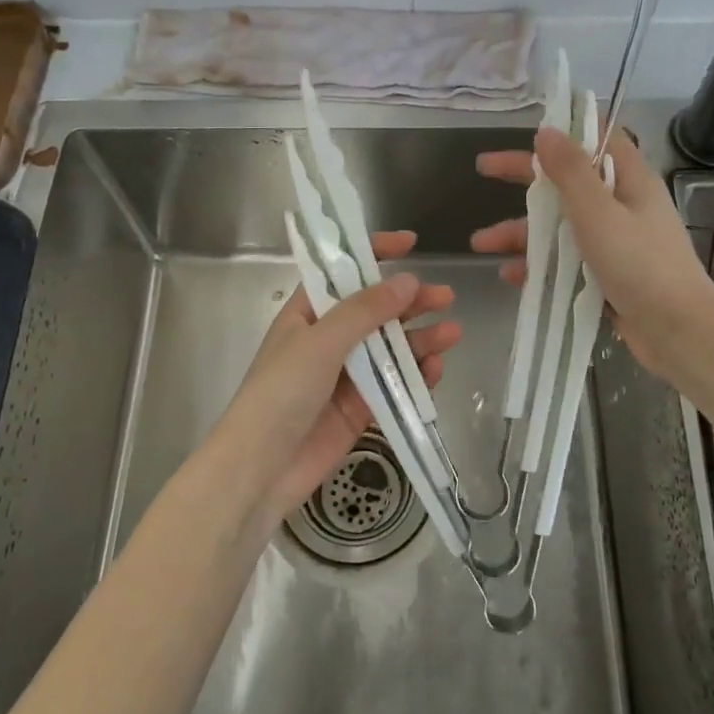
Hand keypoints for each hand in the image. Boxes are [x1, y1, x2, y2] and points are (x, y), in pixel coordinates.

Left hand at [211, 231, 460, 518]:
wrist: (261, 470)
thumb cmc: (280, 393)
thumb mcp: (320, 342)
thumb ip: (365, 312)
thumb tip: (408, 281)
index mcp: (306, 314)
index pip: (342, 273)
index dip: (373, 254)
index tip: (410, 243)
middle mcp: (326, 341)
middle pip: (374, 312)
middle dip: (409, 303)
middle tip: (445, 297)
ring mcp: (344, 376)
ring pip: (389, 349)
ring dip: (420, 340)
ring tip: (452, 334)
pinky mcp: (359, 409)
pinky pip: (394, 385)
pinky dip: (415, 376)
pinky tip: (436, 370)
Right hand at [471, 126, 713, 383]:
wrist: (678, 333)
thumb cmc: (640, 264)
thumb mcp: (599, 212)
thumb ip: (571, 171)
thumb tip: (547, 131)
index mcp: (630, 181)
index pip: (597, 139)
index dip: (565, 130)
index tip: (529, 130)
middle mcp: (623, 207)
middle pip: (568, 183)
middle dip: (525, 179)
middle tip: (483, 169)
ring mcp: (615, 244)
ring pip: (561, 227)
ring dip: (522, 232)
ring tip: (480, 243)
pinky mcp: (607, 277)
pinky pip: (566, 263)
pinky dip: (538, 266)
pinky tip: (511, 276)